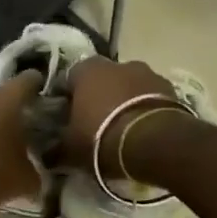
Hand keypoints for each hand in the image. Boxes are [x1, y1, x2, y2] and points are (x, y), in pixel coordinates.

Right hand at [58, 57, 184, 177]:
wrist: (156, 143)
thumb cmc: (102, 139)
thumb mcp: (70, 150)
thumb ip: (55, 148)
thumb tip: (45, 154)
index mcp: (86, 70)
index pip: (68, 79)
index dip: (66, 99)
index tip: (65, 118)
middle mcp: (117, 63)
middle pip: (101, 80)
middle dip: (98, 97)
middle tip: (94, 123)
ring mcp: (148, 73)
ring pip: (128, 86)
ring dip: (123, 102)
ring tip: (121, 129)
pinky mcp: (171, 89)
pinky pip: (150, 97)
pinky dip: (144, 109)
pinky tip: (141, 131)